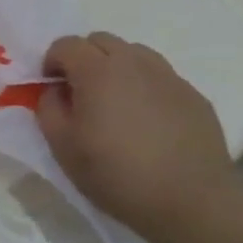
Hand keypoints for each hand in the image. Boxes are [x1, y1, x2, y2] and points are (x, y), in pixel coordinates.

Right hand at [34, 32, 241, 242]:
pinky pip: (160, 77)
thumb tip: (56, 91)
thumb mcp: (62, 146)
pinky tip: (147, 121)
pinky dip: (145, 86)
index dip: (52, 62)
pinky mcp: (194, 95)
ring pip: (134, 53)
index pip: (66, 44)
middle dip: (84, 59)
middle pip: (100, 40)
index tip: (52, 88)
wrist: (192, 202)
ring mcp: (169, 77)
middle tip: (81, 93)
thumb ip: (48, 107)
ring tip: (116, 103)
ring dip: (116, 68)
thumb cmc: (117, 174)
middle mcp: (134, 62)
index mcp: (97, 71)